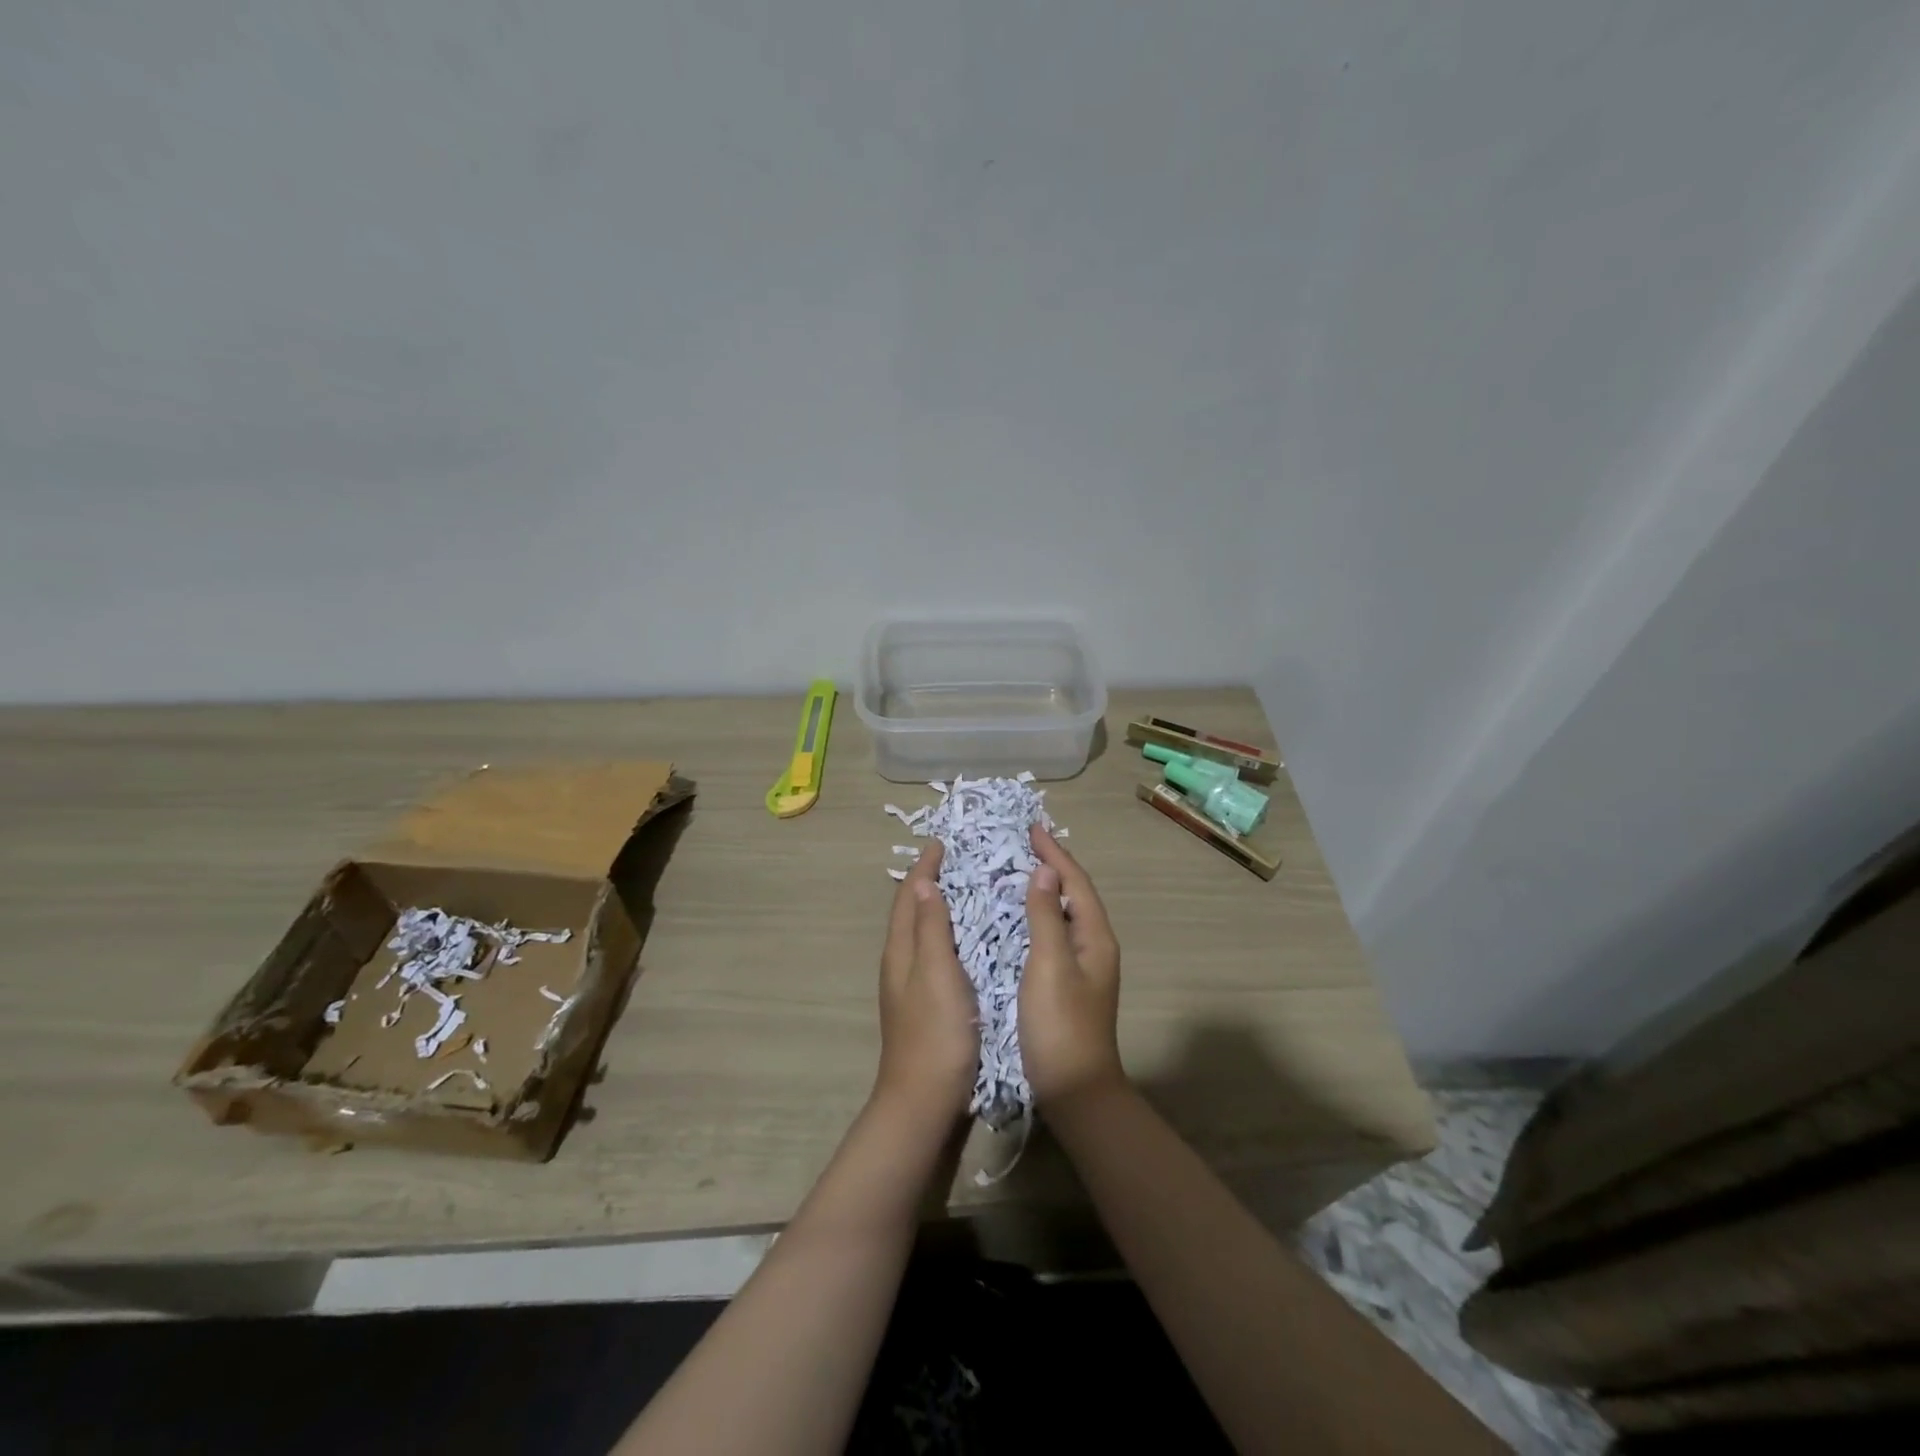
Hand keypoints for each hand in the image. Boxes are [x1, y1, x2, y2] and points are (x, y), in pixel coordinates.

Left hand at [875, 841, 978, 1120]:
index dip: (923, 869)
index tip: (942, 844)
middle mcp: (901, 964)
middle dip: (929, 882)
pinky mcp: (926, 1005)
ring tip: (967, 891)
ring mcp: (911, 987)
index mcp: (901, 952)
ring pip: (921, 933)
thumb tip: (922, 881)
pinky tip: (969, 941)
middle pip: (910, 912)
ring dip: (937, 907)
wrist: (923, 1103)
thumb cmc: (935, 1035)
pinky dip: (947, 934)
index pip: (908, 897)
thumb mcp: (936, 974)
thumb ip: (929, 928)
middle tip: (959, 861)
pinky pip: (934, 953)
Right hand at [1020, 825, 1123, 1107]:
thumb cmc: (1061, 1026)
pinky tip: (1015, 918)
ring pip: (1063, 914)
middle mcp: (1093, 947)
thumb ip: (1046, 916)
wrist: (1075, 1093)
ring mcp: (1081, 967)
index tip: (1030, 829)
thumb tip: (1045, 869)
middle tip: (1021, 844)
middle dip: (1051, 866)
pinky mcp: (1066, 984)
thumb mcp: (1050, 965)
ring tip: (1016, 871)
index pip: (1075, 882)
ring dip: (1043, 890)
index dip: (1055, 853)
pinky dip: (1036, 916)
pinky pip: (1052, 934)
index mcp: (1095, 938)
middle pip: (1074, 894)